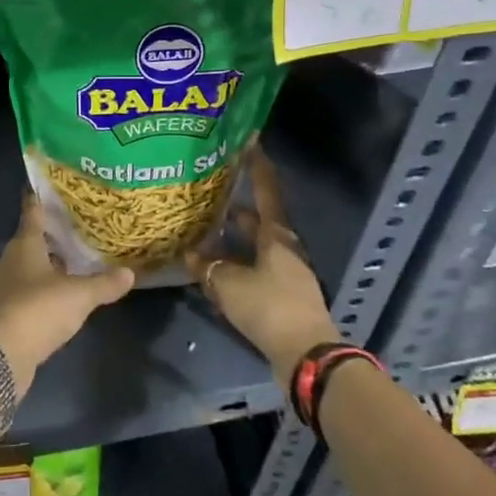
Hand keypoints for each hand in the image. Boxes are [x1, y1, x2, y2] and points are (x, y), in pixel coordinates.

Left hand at [0, 193, 134, 389]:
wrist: (3, 355)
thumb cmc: (40, 309)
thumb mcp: (79, 295)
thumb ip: (104, 283)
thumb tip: (130, 272)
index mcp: (25, 245)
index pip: (32, 213)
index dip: (41, 200)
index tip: (51, 188)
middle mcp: (11, 260)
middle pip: (31, 239)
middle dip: (51, 233)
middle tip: (76, 226)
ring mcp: (6, 286)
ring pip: (30, 265)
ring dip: (49, 262)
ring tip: (75, 259)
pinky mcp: (7, 310)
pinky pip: (29, 289)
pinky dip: (44, 286)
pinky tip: (63, 292)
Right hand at [186, 146, 338, 383]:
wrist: (305, 355)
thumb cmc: (270, 306)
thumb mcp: (229, 283)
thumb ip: (207, 266)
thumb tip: (190, 252)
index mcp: (277, 234)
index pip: (266, 189)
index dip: (256, 164)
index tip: (248, 141)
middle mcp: (284, 247)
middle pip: (257, 219)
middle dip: (234, 206)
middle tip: (208, 193)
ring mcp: (285, 271)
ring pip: (253, 246)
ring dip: (231, 239)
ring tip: (202, 231)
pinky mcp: (281, 295)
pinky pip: (253, 270)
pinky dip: (235, 265)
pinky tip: (212, 270)